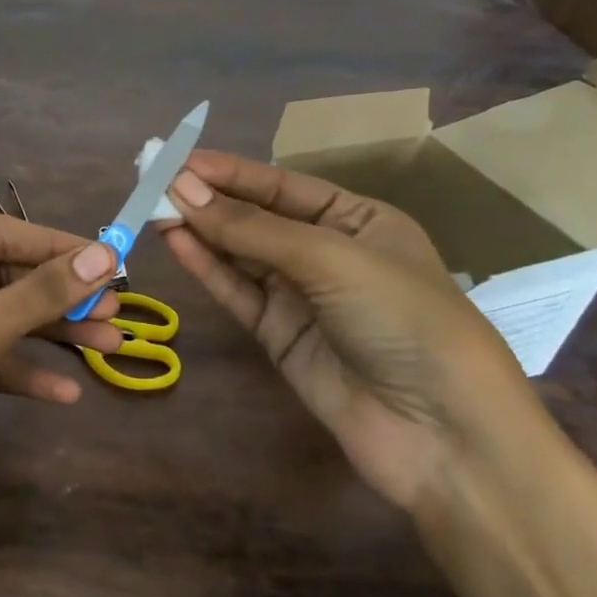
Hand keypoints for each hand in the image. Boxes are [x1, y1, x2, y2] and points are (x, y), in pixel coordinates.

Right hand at [162, 149, 537, 510]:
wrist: (444, 437)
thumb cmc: (403, 320)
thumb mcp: (330, 259)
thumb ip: (251, 227)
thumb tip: (181, 189)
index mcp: (358, 220)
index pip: (282, 186)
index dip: (229, 171)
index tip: (176, 159)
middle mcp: (328, 253)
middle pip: (256, 218)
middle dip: (208, 199)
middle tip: (152, 181)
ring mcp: (302, 297)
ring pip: (240, 254)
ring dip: (200, 230)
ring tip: (152, 208)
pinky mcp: (280, 336)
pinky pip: (237, 292)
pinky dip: (207, 268)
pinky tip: (175, 242)